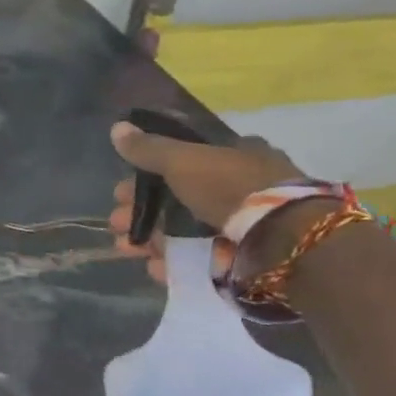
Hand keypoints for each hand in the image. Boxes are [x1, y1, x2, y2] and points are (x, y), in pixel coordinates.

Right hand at [108, 124, 304, 282]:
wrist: (279, 239)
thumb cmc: (229, 187)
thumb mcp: (183, 160)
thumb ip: (149, 149)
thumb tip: (116, 128)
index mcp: (233, 155)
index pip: (182, 162)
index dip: (148, 176)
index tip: (122, 191)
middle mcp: (239, 187)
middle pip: (178, 199)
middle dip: (142, 211)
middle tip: (117, 223)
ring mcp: (241, 225)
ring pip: (184, 231)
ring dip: (151, 239)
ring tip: (126, 249)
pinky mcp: (242, 257)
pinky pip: (200, 257)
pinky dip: (174, 262)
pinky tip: (153, 267)